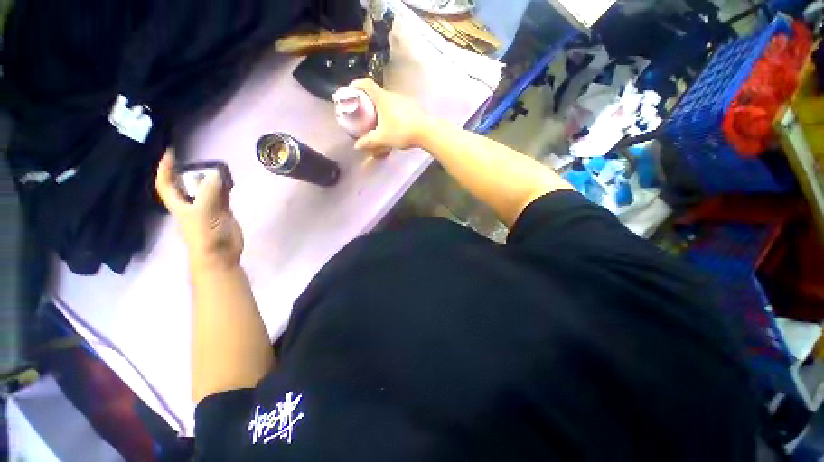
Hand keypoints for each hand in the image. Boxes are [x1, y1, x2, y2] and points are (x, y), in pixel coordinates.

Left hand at [155, 152, 243, 271]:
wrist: (221, 254)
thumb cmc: (205, 236)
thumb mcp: (203, 213)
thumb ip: (209, 193)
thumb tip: (217, 174)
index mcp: (179, 204)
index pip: (166, 183)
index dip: (165, 168)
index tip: (172, 152)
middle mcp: (192, 203)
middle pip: (188, 183)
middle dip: (192, 171)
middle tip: (204, 160)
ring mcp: (209, 208)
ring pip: (208, 188)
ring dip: (212, 178)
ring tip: (220, 167)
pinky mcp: (224, 212)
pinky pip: (223, 195)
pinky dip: (226, 187)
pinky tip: (231, 181)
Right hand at [350, 78, 432, 153]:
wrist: (427, 131)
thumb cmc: (402, 131)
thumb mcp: (383, 138)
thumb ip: (369, 141)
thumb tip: (356, 146)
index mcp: (382, 98)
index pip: (366, 83)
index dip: (356, 85)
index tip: (350, 92)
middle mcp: (392, 94)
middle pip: (376, 92)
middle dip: (367, 100)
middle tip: (363, 111)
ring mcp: (404, 99)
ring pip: (388, 100)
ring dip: (380, 106)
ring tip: (377, 119)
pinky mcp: (412, 106)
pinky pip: (397, 105)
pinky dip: (391, 111)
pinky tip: (393, 123)